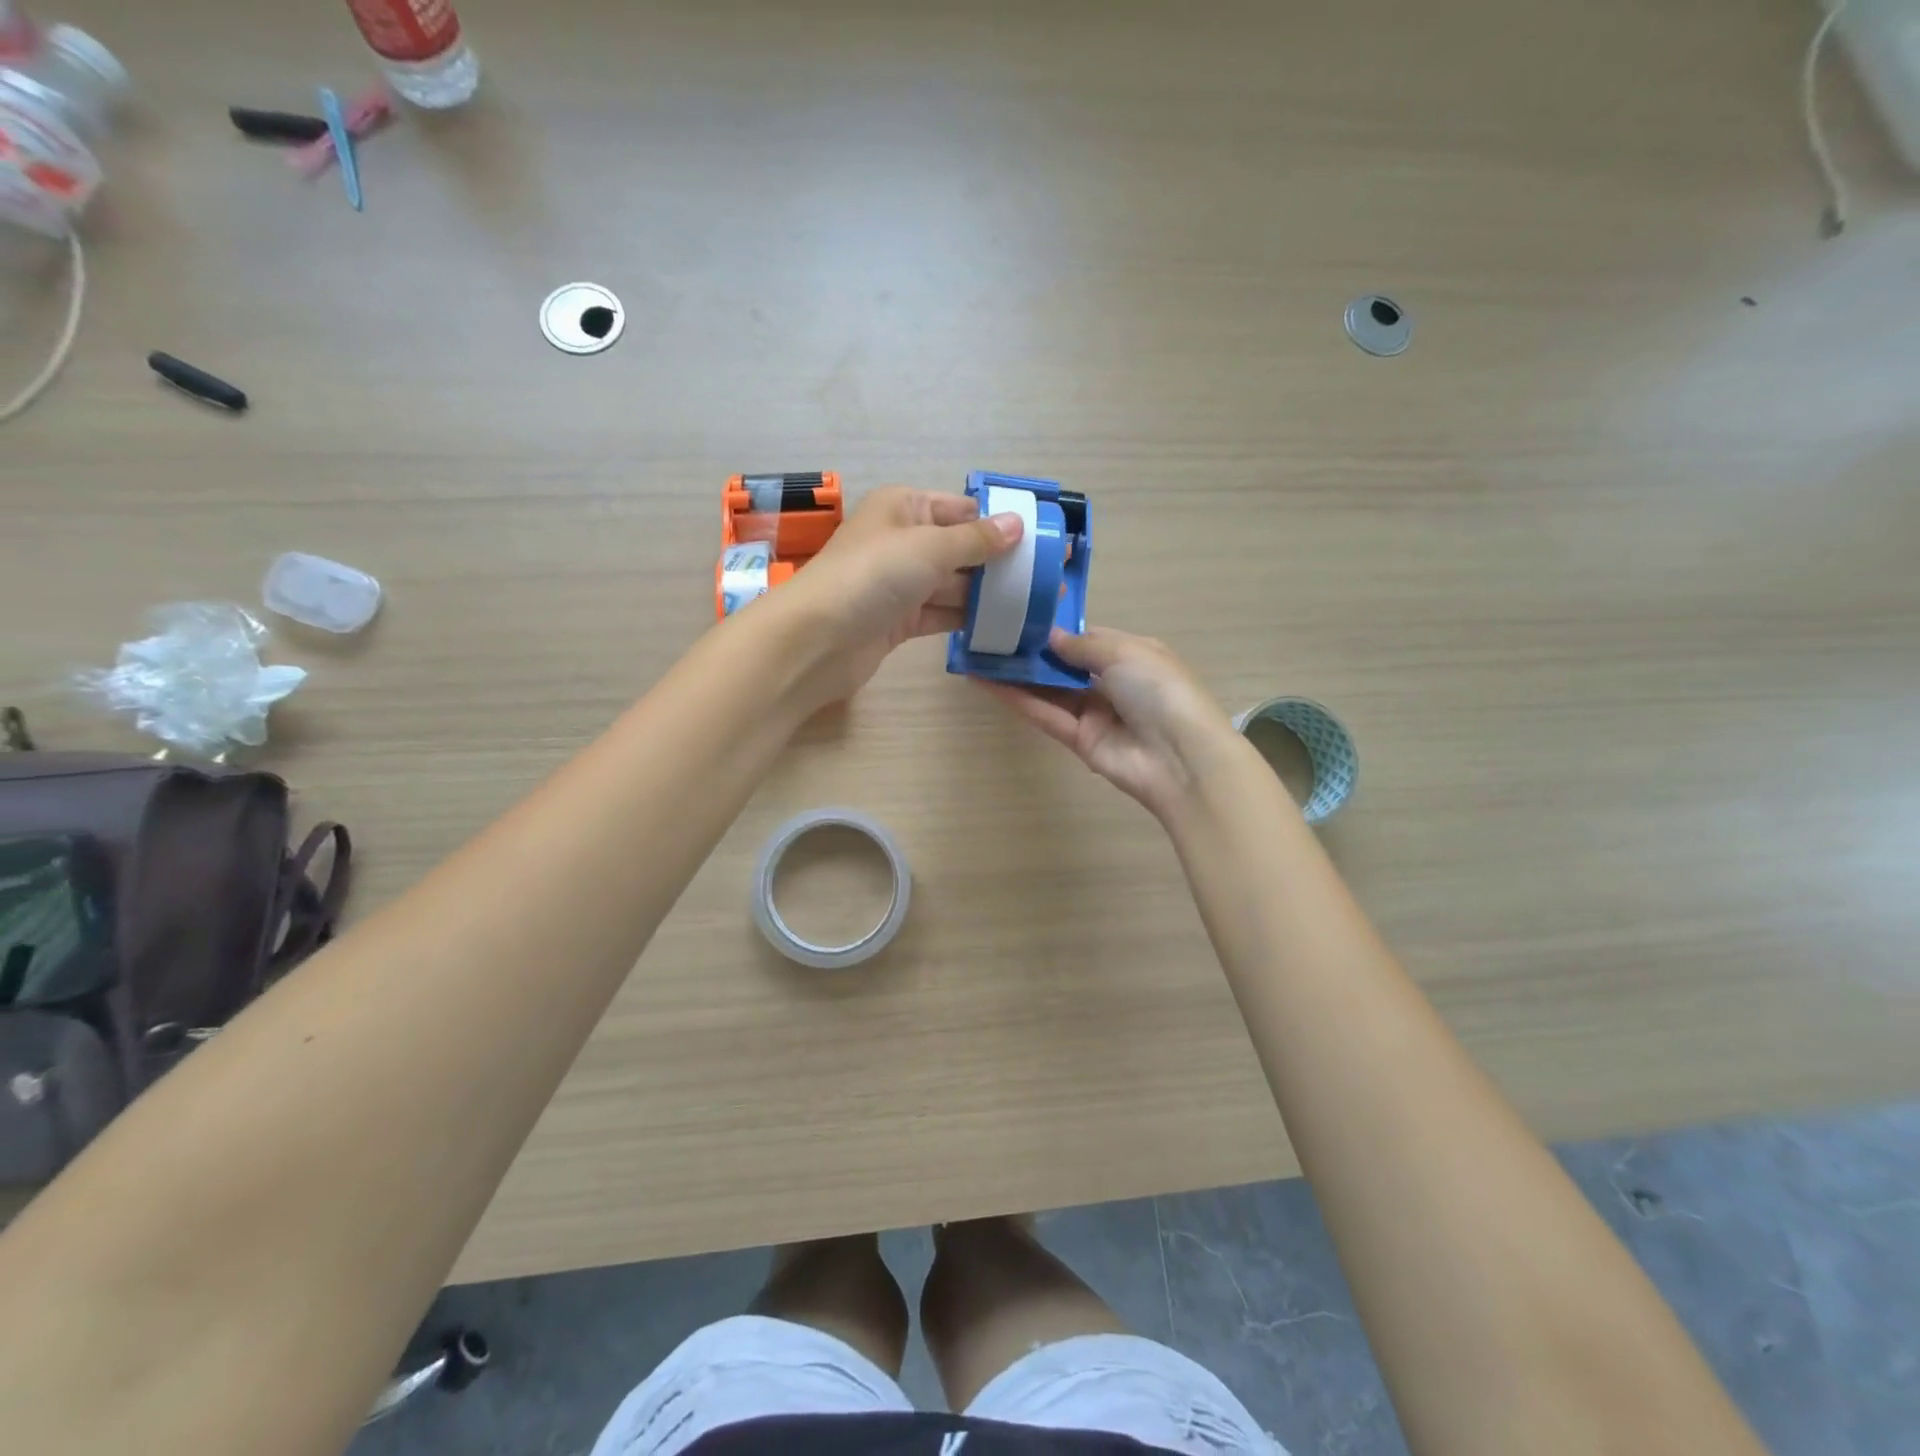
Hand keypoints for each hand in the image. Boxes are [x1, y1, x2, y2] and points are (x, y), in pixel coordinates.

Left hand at [774, 486, 1022, 705]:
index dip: (1002, 521)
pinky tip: (1003, 628)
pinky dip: (968, 620)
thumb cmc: (871, 577)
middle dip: (1002, 563)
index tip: (1043, 538)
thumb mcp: (928, 547)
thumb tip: (1017, 523)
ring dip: (989, 595)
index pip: (962, 509)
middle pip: (962, 548)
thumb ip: (976, 539)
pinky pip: (942, 615)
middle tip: (1050, 579)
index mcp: (904, 508)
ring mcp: (901, 585)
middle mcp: (903, 542)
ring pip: (955, 585)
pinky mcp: (900, 622)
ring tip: (1037, 607)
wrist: (816, 640)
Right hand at [984, 627, 1241, 820]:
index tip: (1021, 617)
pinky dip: (1018, 699)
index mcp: (1132, 655)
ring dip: (1017, 675)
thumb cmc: (1159, 689)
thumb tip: (1051, 637)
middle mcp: (1111, 683)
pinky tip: (987, 682)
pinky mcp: (1078, 740)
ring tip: (980, 655)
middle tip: (991, 635)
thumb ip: (1082, 645)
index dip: (1057, 630)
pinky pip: (1045, 714)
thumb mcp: (1125, 652)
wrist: (1179, 755)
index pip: (1088, 640)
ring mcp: (1094, 713)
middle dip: (1032, 652)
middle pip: (1064, 666)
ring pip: (1049, 690)